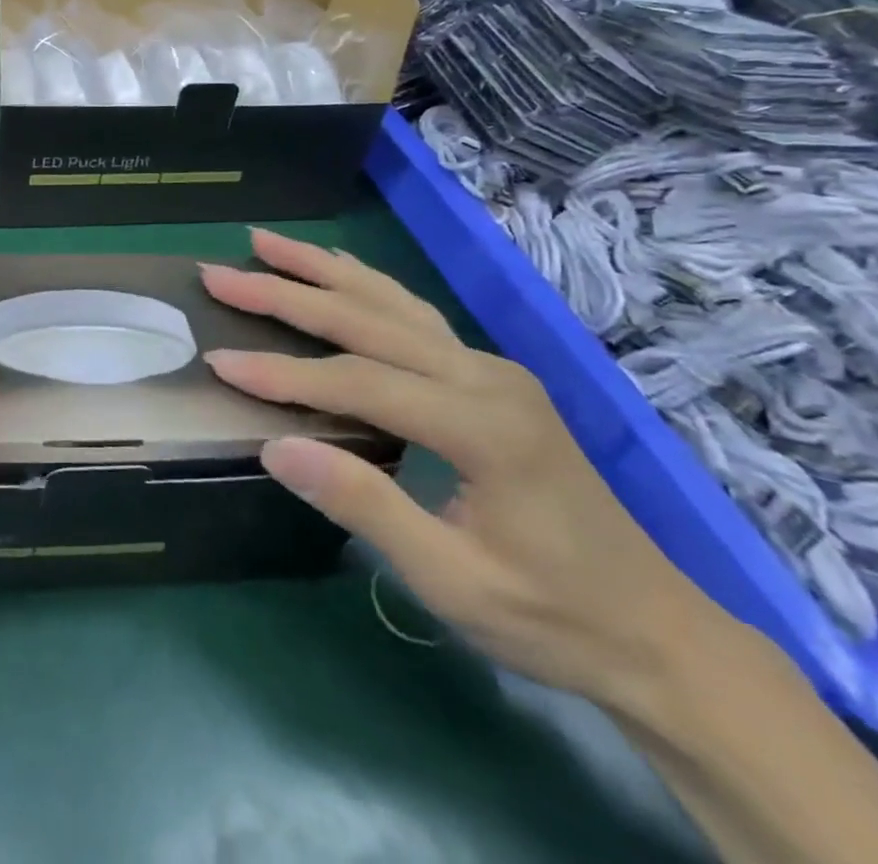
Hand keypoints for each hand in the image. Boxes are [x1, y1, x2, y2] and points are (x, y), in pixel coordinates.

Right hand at [198, 228, 724, 716]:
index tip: (218, 360)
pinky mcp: (491, 376)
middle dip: (286, 292)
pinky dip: (364, 284)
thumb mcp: (453, 581)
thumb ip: (364, 505)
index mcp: (482, 425)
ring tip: (265, 243)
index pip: (358, 381)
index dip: (283, 373)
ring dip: (322, 268)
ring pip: (392, 300)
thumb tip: (274, 447)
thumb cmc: (553, 617)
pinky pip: (414, 315)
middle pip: (368, 318)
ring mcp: (492, 369)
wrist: (659, 634)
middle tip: (219, 273)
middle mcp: (486, 376)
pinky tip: (336, 269)